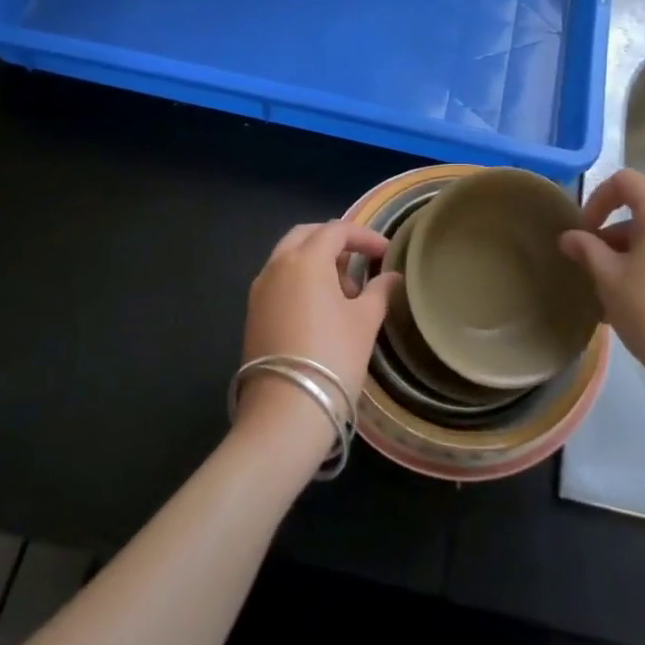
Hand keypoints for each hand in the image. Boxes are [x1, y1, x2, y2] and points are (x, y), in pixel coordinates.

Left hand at [236, 221, 396, 453]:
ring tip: (345, 292)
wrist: (284, 413)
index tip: (386, 252)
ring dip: (317, 261)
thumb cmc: (332, 358)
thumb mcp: (365, 322)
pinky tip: (321, 309)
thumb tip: (391, 277)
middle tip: (360, 260)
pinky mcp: (252, 314)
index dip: (364, 237)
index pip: (337, 230)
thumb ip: (379, 292)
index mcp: (305, 259)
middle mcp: (277, 265)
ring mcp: (260, 290)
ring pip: (289, 257)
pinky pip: (279, 280)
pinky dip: (300, 280)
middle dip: (335, 241)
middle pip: (307, 235)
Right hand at [561, 169, 644, 478]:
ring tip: (615, 292)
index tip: (584, 233)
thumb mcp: (609, 280)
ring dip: (634, 252)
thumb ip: (586, 250)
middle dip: (614, 233)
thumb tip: (569, 237)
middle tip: (595, 267)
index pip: (626, 181)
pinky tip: (643, 304)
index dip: (597, 199)